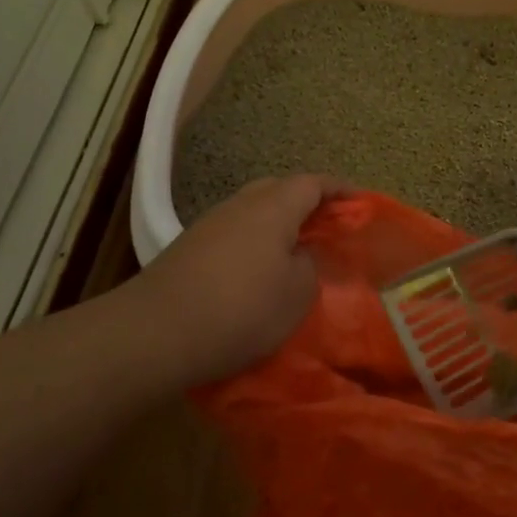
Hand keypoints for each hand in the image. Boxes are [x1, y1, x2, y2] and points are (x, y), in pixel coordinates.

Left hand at [123, 175, 339, 383]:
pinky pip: (234, 233)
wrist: (156, 332)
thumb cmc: (240, 309)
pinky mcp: (189, 249)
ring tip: (296, 250)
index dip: (340, 190)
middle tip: (328, 226)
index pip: (313, 183)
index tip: (360, 202)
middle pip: (279, 189)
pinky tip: (257, 271)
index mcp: (273, 207)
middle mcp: (240, 205)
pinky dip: (254, 242)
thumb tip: (297, 256)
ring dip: (278, 223)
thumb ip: (308, 267)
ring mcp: (210, 224)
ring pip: (253, 211)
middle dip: (307, 202)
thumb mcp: (296, 294)